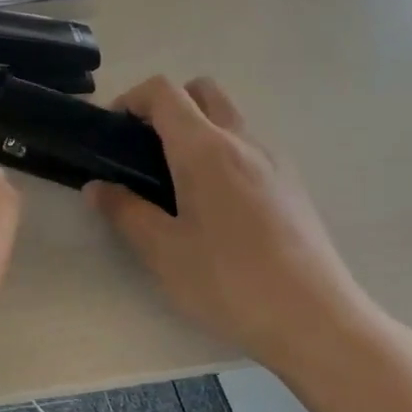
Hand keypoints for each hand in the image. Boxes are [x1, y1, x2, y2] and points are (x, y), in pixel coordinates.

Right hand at [88, 77, 386, 376]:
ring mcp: (274, 161)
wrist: (314, 320)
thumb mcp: (163, 251)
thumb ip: (125, 212)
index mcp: (205, 149)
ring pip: (229, 119)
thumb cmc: (229, 281)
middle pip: (202, 91)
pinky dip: (223, 154)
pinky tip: (216, 207)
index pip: (164, 92)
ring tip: (177, 183)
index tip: (113, 131)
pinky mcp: (292, 185)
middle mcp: (242, 142)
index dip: (132, 99)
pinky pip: (249, 148)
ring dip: (198, 130)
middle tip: (145, 150)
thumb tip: (96, 187)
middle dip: (168, 105)